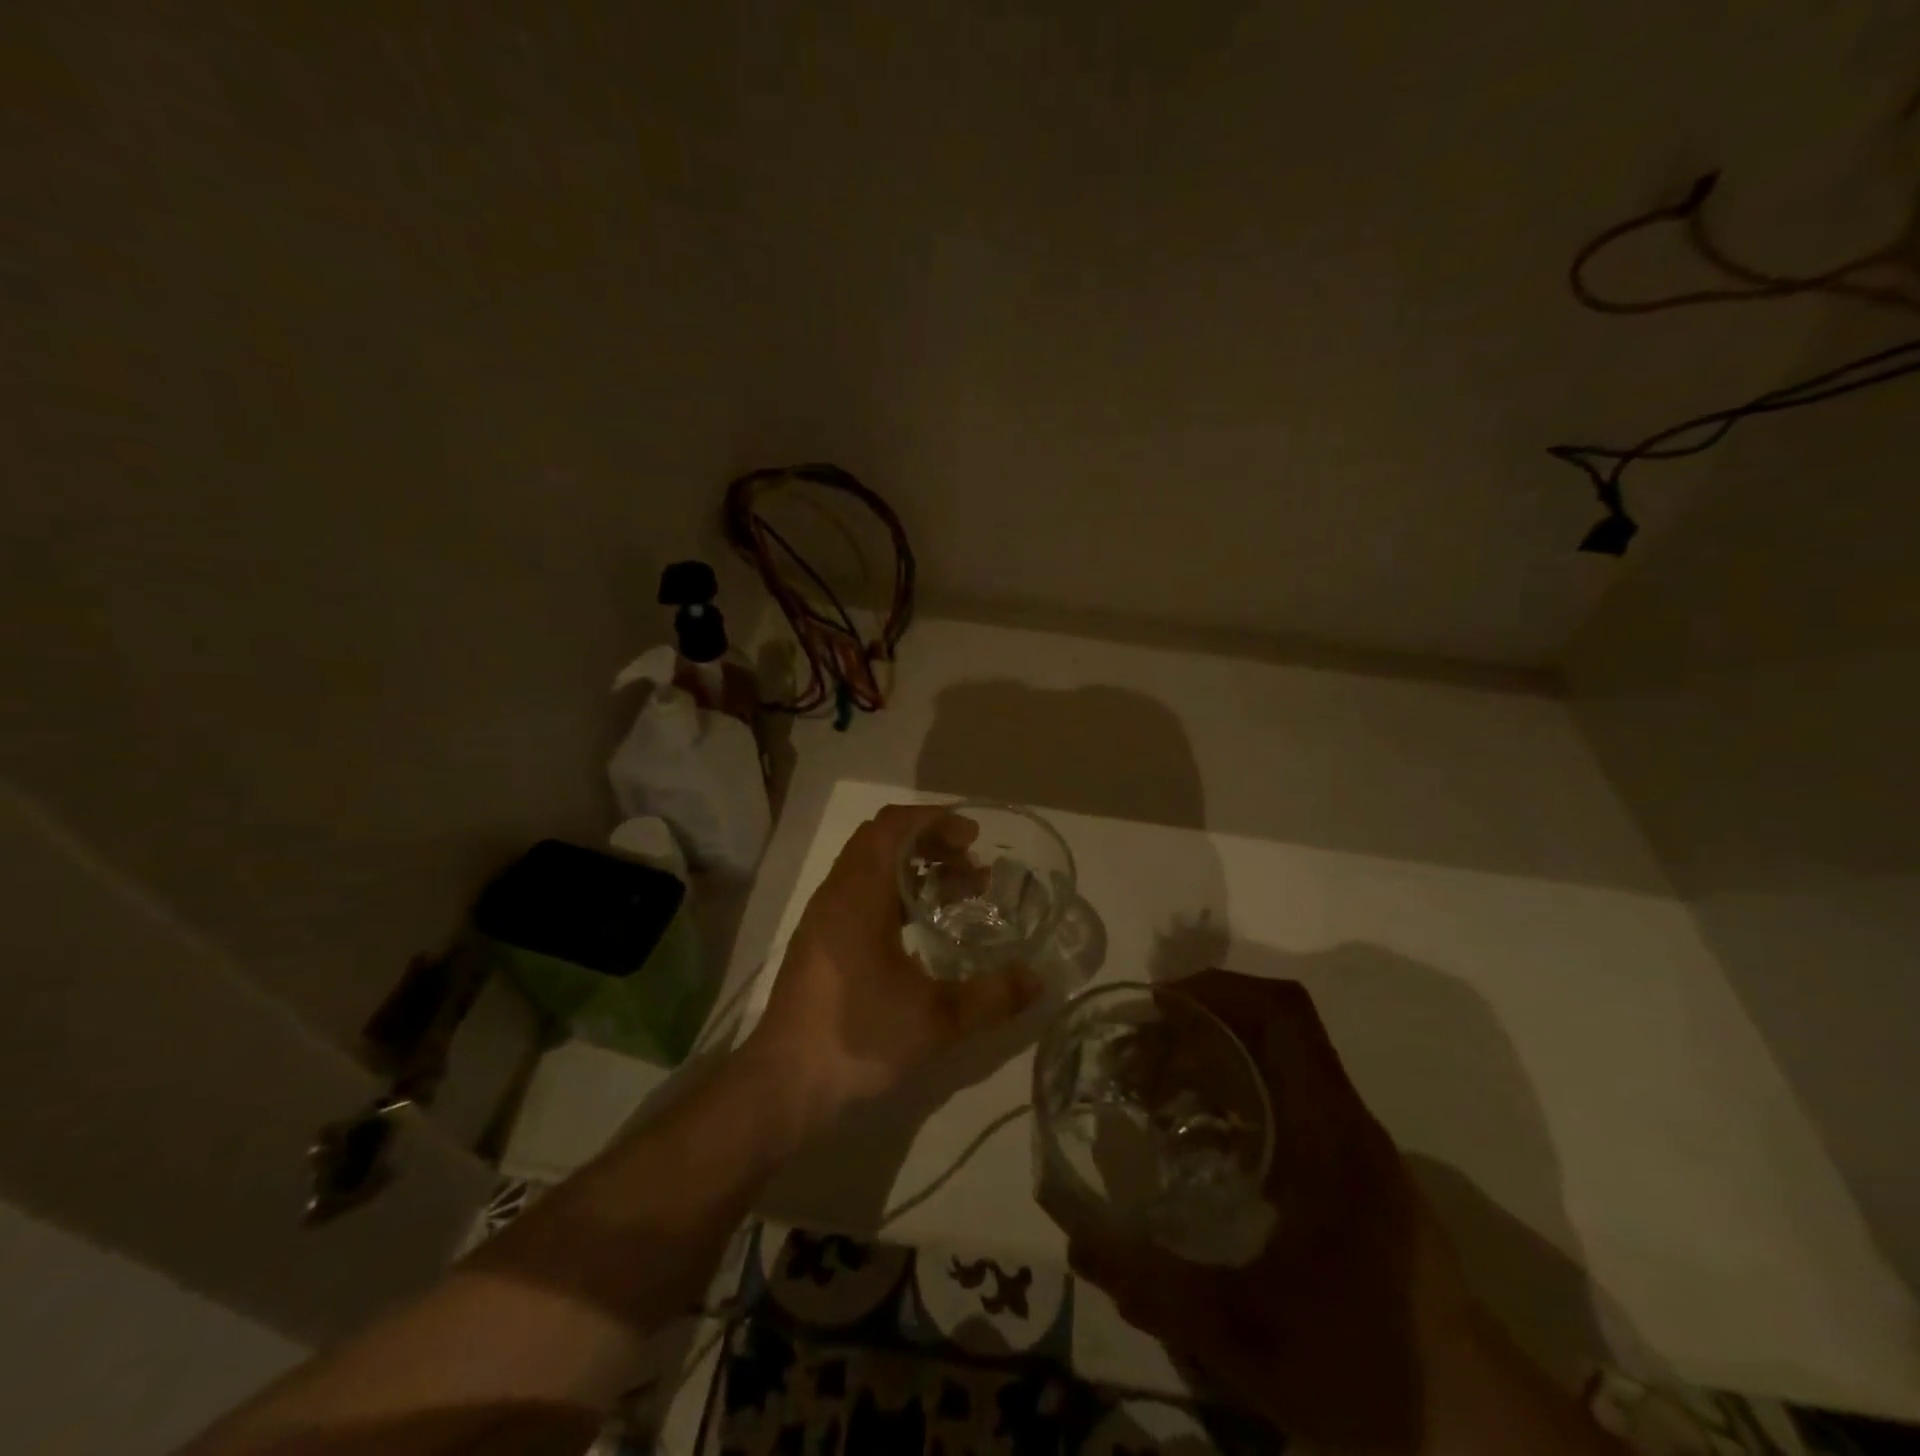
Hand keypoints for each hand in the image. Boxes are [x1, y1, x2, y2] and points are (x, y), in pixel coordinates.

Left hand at [745, 804, 1042, 1127]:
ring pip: (870, 869)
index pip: (892, 826)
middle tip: (972, 868)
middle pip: (882, 841)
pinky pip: (861, 895)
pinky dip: (896, 895)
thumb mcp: (935, 1021)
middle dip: (931, 844)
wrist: (782, 1087)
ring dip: (914, 870)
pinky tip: (923, 931)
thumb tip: (1037, 980)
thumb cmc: (857, 1039)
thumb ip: (991, 997)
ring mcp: (823, 919)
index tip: (973, 839)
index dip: (935, 821)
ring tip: (958, 895)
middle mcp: (836, 894)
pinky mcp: (820, 944)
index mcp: (857, 893)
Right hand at [1047, 971, 1473, 1450]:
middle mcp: (1344, 1120)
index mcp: (1328, 1130)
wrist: (1484, 1434)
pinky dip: (1233, 1089)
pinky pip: (1285, 1094)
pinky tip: (1196, 1140)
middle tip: (1136, 1055)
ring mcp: (1353, 1144)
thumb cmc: (1371, 1369)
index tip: (1158, 1005)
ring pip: (1279, 1058)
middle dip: (1198, 1022)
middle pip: (1272, 1025)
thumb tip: (1074, 1242)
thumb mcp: (1248, 1338)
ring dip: (1214, 1053)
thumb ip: (1155, 1290)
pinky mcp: (1353, 1170)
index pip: (1283, 1014)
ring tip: (1153, 1091)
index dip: (1218, 989)